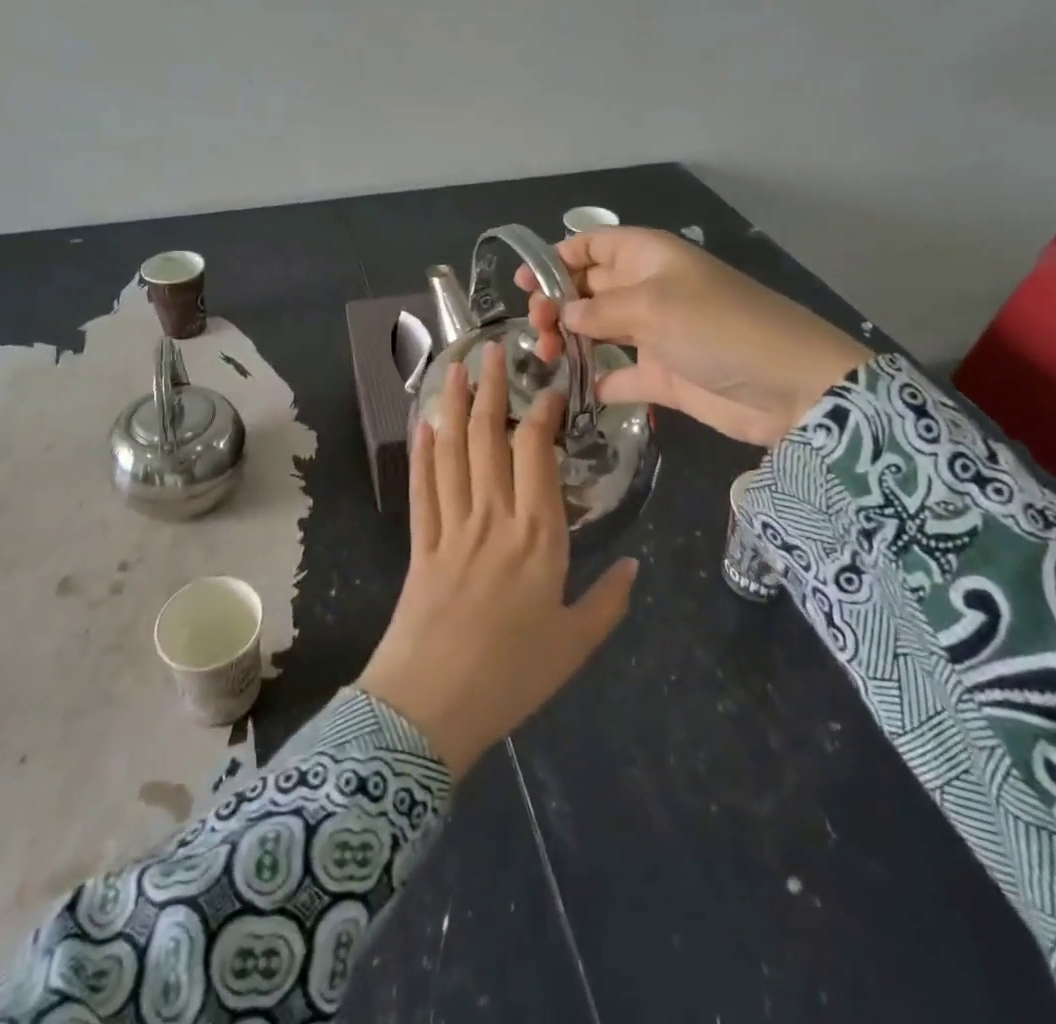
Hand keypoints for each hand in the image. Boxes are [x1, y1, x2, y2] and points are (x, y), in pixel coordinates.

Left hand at [357, 343, 639, 777]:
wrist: (431, 706)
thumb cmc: (512, 677)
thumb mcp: (575, 644)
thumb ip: (609, 602)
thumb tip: (636, 567)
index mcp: (538, 537)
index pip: (536, 454)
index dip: (540, 413)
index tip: (547, 387)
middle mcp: (493, 518)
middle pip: (488, 439)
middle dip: (489, 389)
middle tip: (490, 350)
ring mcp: (451, 526)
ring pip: (452, 452)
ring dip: (452, 406)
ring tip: (454, 368)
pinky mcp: (419, 542)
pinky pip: (422, 487)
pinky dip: (422, 453)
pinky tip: (424, 426)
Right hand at [519, 227, 870, 447]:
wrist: (789, 387)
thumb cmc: (717, 327)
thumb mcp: (653, 307)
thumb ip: (598, 308)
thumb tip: (562, 313)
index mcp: (648, 257)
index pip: (594, 245)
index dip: (558, 257)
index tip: (525, 282)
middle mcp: (648, 290)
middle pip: (589, 288)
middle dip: (556, 301)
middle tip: (534, 328)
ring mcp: (655, 334)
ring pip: (597, 330)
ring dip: (567, 339)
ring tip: (544, 357)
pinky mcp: (662, 376)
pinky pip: (618, 373)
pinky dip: (594, 380)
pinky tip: (570, 389)